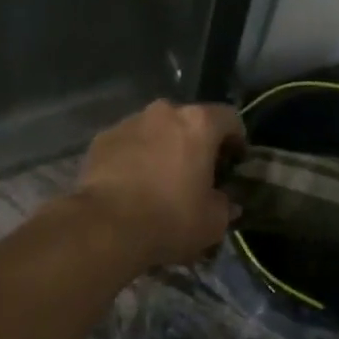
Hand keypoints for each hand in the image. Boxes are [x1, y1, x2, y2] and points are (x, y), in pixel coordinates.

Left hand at [73, 99, 244, 270]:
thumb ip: (225, 205)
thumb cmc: (169, 218)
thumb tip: (226, 202)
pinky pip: (128, 143)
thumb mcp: (213, 222)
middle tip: (196, 174)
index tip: (233, 164)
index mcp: (198, 123)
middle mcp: (164, 112)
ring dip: (162, 148)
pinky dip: (134, 157)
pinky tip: (131, 184)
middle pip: (189, 121)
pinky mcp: (102, 138)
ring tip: (159, 181)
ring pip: (155, 130)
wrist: (105, 225)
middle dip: (195, 143)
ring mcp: (129, 122)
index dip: (235, 140)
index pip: (229, 118)